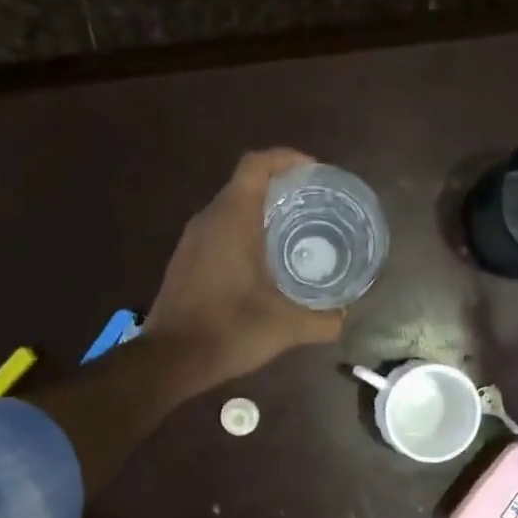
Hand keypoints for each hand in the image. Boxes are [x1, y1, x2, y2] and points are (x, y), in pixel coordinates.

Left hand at [141, 148, 343, 390]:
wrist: (171, 359)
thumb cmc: (229, 331)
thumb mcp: (286, 327)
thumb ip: (324, 320)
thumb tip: (346, 316)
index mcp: (232, 220)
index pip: (256, 166)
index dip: (286, 159)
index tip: (314, 171)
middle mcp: (209, 220)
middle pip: (245, 184)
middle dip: (280, 187)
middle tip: (315, 205)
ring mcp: (192, 240)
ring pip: (231, 209)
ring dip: (261, 212)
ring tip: (296, 232)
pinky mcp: (186, 260)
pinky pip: (219, 230)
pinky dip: (244, 233)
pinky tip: (265, 263)